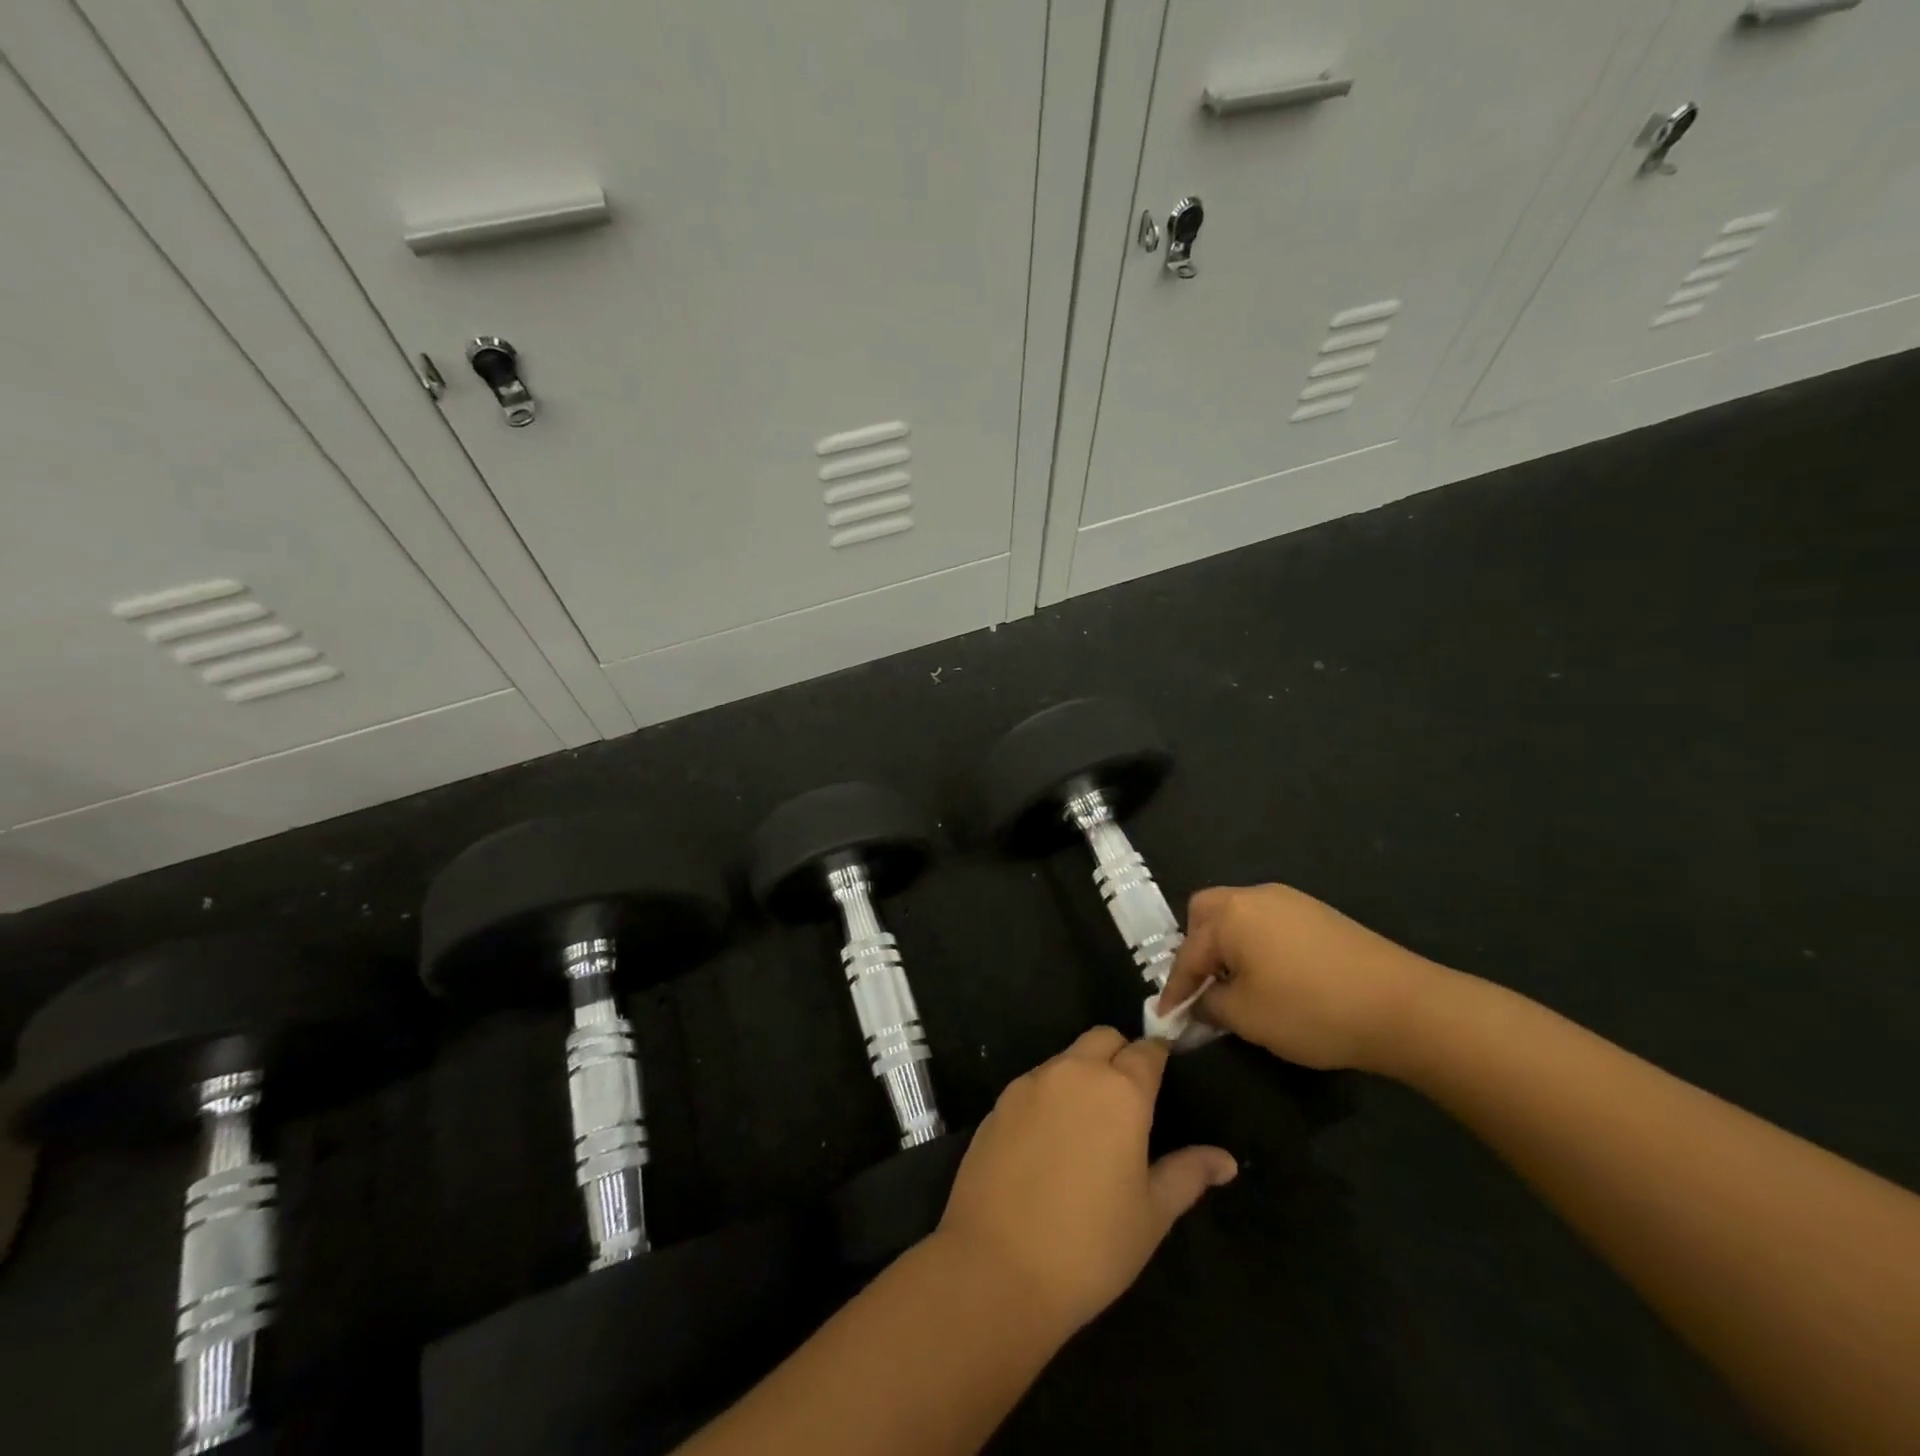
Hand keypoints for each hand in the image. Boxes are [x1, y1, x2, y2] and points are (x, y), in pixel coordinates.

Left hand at [933, 1028, 1236, 1334]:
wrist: (996, 1266)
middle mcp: (1074, 1072)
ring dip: (1083, 1074)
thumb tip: (1225, 1159)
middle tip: (1129, 1101)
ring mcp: (1030, 1083)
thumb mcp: (1151, 1214)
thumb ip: (1187, 1174)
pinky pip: (1034, 1083)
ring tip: (1089, 1125)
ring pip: (1066, 1058)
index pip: (1147, 1051)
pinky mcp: (998, 1102)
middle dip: (1120, 1055)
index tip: (1165, 1075)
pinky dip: (1050, 1095)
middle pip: (1103, 1039)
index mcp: (1120, 1091)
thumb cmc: (1090, 1246)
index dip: (1158, 1058)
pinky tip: (1049, 1141)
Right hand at [1158, 883, 1447, 1073]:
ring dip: (1228, 947)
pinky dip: (1257, 946)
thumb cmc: (1311, 1009)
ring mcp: (1291, 901)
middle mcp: (1255, 896)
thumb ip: (1210, 1005)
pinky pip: (1269, 924)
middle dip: (1196, 949)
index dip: (1175, 989)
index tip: (1166, 1017)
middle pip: (1207, 914)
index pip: (1188, 953)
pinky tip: (1273, 978)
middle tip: (1202, 986)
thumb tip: (1200, 1003)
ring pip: (1240, 916)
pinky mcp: (1319, 915)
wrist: (1403, 1006)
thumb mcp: (1247, 1017)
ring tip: (1236, 986)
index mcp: (1230, 914)